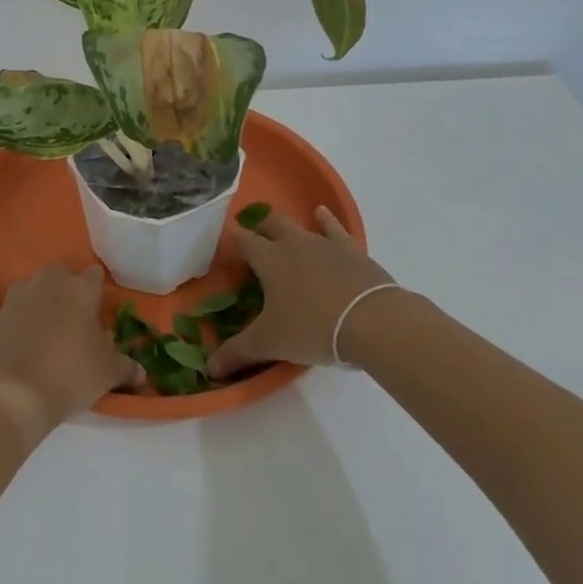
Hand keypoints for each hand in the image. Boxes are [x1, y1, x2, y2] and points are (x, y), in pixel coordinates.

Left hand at [0, 263, 143, 438]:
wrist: (12, 394)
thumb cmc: (69, 375)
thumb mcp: (106, 374)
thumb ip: (126, 367)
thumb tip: (142, 374)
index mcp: (80, 289)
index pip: (94, 275)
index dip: (98, 289)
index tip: (100, 306)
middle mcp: (49, 284)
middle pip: (61, 273)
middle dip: (68, 287)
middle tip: (76, 314)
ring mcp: (19, 297)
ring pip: (35, 286)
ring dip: (43, 298)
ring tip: (50, 325)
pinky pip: (15, 308)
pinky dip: (22, 317)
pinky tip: (27, 339)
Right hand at [208, 207, 399, 378]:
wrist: (372, 321)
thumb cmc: (312, 328)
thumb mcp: (270, 343)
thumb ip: (237, 353)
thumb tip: (210, 369)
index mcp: (269, 260)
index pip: (243, 241)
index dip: (233, 243)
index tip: (226, 250)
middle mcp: (294, 243)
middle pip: (271, 224)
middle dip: (260, 229)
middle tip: (254, 241)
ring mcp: (325, 244)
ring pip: (301, 225)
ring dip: (289, 227)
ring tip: (282, 230)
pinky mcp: (352, 251)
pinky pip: (335, 229)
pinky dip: (326, 221)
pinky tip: (321, 214)